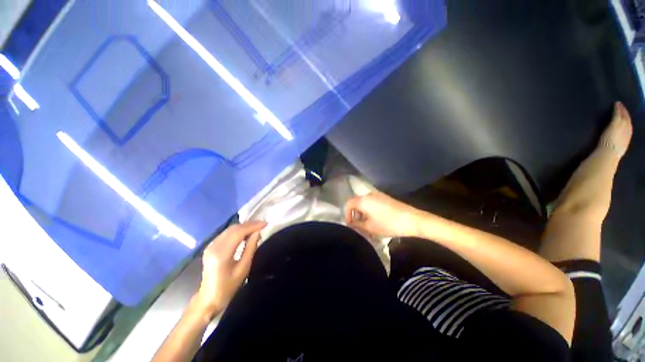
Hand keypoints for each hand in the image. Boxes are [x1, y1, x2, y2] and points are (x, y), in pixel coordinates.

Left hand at [195, 221, 266, 316]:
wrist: (210, 296)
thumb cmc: (229, 287)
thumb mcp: (243, 270)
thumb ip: (250, 249)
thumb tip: (257, 233)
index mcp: (221, 253)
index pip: (238, 232)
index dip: (252, 226)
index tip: (265, 223)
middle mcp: (214, 245)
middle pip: (232, 229)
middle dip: (247, 225)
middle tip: (262, 224)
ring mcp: (210, 245)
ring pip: (227, 230)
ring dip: (241, 228)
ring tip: (255, 228)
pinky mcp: (209, 247)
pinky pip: (223, 235)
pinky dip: (234, 233)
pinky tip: (243, 235)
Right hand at [344, 191, 424, 237]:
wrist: (410, 220)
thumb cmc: (388, 224)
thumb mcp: (370, 227)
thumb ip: (357, 225)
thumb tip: (351, 223)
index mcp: (363, 200)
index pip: (348, 204)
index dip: (346, 215)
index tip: (350, 226)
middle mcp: (370, 194)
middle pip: (357, 203)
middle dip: (355, 215)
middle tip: (358, 227)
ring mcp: (380, 196)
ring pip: (366, 204)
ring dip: (364, 214)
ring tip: (367, 227)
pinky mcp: (387, 199)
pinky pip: (374, 204)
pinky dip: (371, 212)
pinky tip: (376, 222)